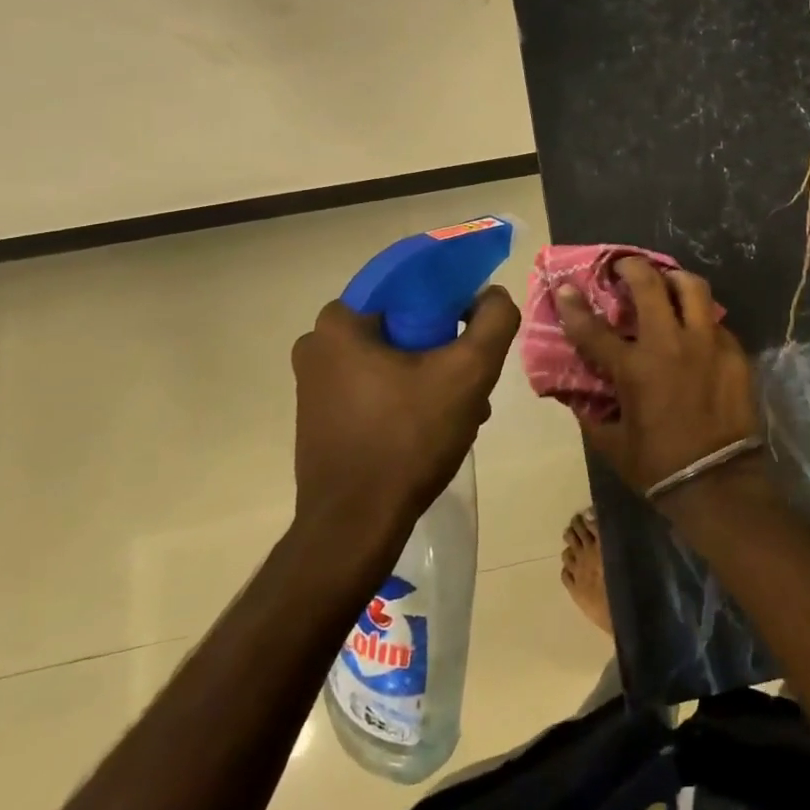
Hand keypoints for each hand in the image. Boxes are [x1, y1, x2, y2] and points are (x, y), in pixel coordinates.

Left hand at [290, 288, 520, 538]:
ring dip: (434, 373)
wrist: (356, 526)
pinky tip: (441, 424)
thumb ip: (493, 320)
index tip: (477, 319)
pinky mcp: (323, 417)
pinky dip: (411, 394)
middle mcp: (318, 346)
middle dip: (446, 344)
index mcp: (340, 323)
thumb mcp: (469, 372)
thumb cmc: (409, 439)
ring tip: (468, 406)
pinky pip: (378, 386)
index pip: (407, 283)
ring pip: (393, 358)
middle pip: (403, 324)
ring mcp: (316, 385)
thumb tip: (492, 295)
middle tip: (476, 372)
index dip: (451, 294)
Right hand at [554, 258, 760, 500]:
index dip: (574, 305)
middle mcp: (669, 345)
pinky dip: (701, 318)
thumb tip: (575, 394)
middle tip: (626, 266)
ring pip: (693, 288)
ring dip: (674, 279)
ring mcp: (706, 344)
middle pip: (649, 285)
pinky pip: (715, 321)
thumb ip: (591, 413)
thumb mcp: (612, 444)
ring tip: (668, 281)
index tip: (566, 287)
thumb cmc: (658, 467)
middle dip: (632, 267)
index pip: (593, 328)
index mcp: (634, 369)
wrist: (719, 482)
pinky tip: (697, 329)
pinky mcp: (734, 351)